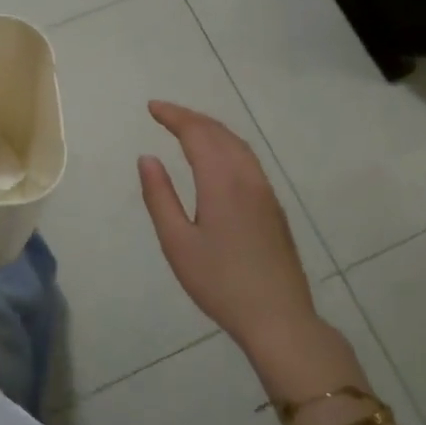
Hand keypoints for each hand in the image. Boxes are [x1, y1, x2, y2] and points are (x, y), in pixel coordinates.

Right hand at [138, 101, 324, 359]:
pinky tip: (217, 156)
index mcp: (222, 182)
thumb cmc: (220, 283)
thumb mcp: (177, 243)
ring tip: (187, 128)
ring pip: (238, 144)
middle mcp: (247, 177)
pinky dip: (226, 144)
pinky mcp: (273, 206)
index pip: (197, 133)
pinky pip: (248, 159)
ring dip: (211, 129)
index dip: (174, 116)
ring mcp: (265, 191)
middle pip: (219, 133)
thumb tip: (147, 158)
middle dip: (191, 117)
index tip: (152, 107)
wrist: (278, 317)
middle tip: (164, 113)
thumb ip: (160, 196)